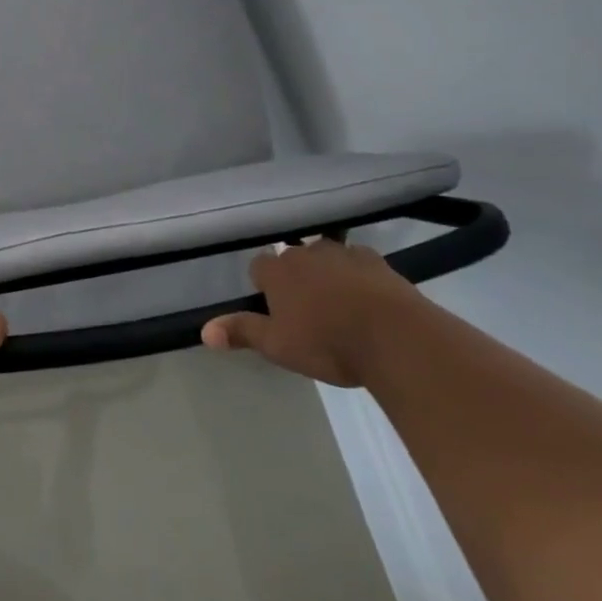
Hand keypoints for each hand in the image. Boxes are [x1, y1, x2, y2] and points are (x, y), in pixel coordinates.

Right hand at [201, 240, 423, 386]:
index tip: (276, 309)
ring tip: (338, 303)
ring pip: (325, 257)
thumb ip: (242, 332)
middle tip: (307, 310)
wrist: (398, 339)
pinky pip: (359, 263)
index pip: (258, 267)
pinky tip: (369, 299)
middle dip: (296, 277)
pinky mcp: (378, 262)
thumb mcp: (278, 346)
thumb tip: (203, 332)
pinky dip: (359, 275)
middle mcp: (305, 253)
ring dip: (327, 273)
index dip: (264, 286)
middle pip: (292, 258)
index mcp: (277, 271)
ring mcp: (343, 254)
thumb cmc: (328, 344)